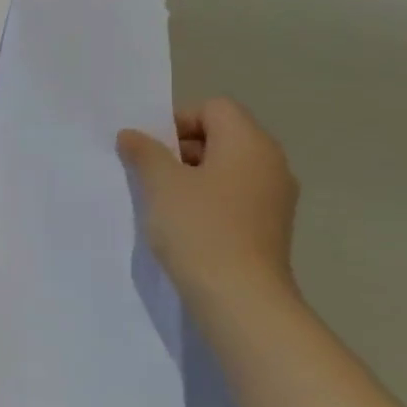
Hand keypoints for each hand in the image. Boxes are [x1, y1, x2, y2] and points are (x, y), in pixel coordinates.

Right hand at [117, 98, 299, 304]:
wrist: (241, 299)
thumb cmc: (199, 228)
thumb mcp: (160, 183)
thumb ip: (144, 151)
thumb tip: (132, 134)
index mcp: (249, 142)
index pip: (213, 108)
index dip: (177, 121)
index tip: (151, 150)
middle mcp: (271, 162)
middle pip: (222, 135)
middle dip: (182, 149)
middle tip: (152, 174)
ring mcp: (275, 197)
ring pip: (227, 168)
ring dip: (193, 176)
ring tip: (165, 202)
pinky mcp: (270, 226)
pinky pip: (235, 196)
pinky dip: (210, 200)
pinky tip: (186, 225)